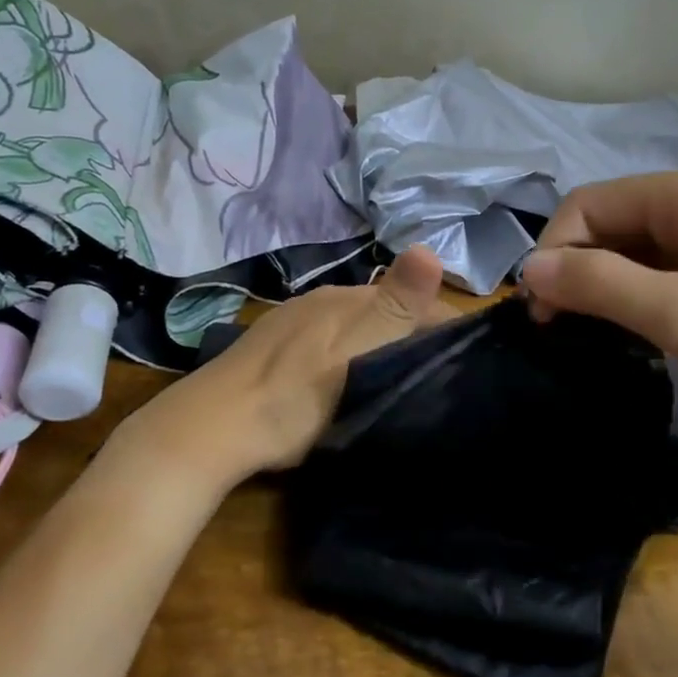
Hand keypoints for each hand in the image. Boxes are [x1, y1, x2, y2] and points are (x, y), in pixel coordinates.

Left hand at [107, 246, 454, 491]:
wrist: (209, 429)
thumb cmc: (293, 398)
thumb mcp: (354, 356)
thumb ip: (394, 307)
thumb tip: (429, 247)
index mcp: (346, 299)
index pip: (414, 300)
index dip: (446, 326)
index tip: (468, 362)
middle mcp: (322, 300)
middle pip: (385, 311)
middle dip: (415, 336)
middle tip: (437, 378)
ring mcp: (294, 322)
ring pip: (356, 327)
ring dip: (383, 346)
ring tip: (399, 383)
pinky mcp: (274, 346)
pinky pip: (329, 342)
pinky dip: (351, 356)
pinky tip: (346, 382)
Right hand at [520, 170, 677, 451]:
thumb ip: (599, 284)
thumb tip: (527, 269)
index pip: (587, 204)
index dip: (553, 252)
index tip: (542, 315)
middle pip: (610, 225)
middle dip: (576, 271)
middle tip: (560, 332)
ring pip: (637, 253)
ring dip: (605, 289)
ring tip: (592, 339)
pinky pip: (667, 277)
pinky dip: (639, 302)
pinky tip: (638, 337)